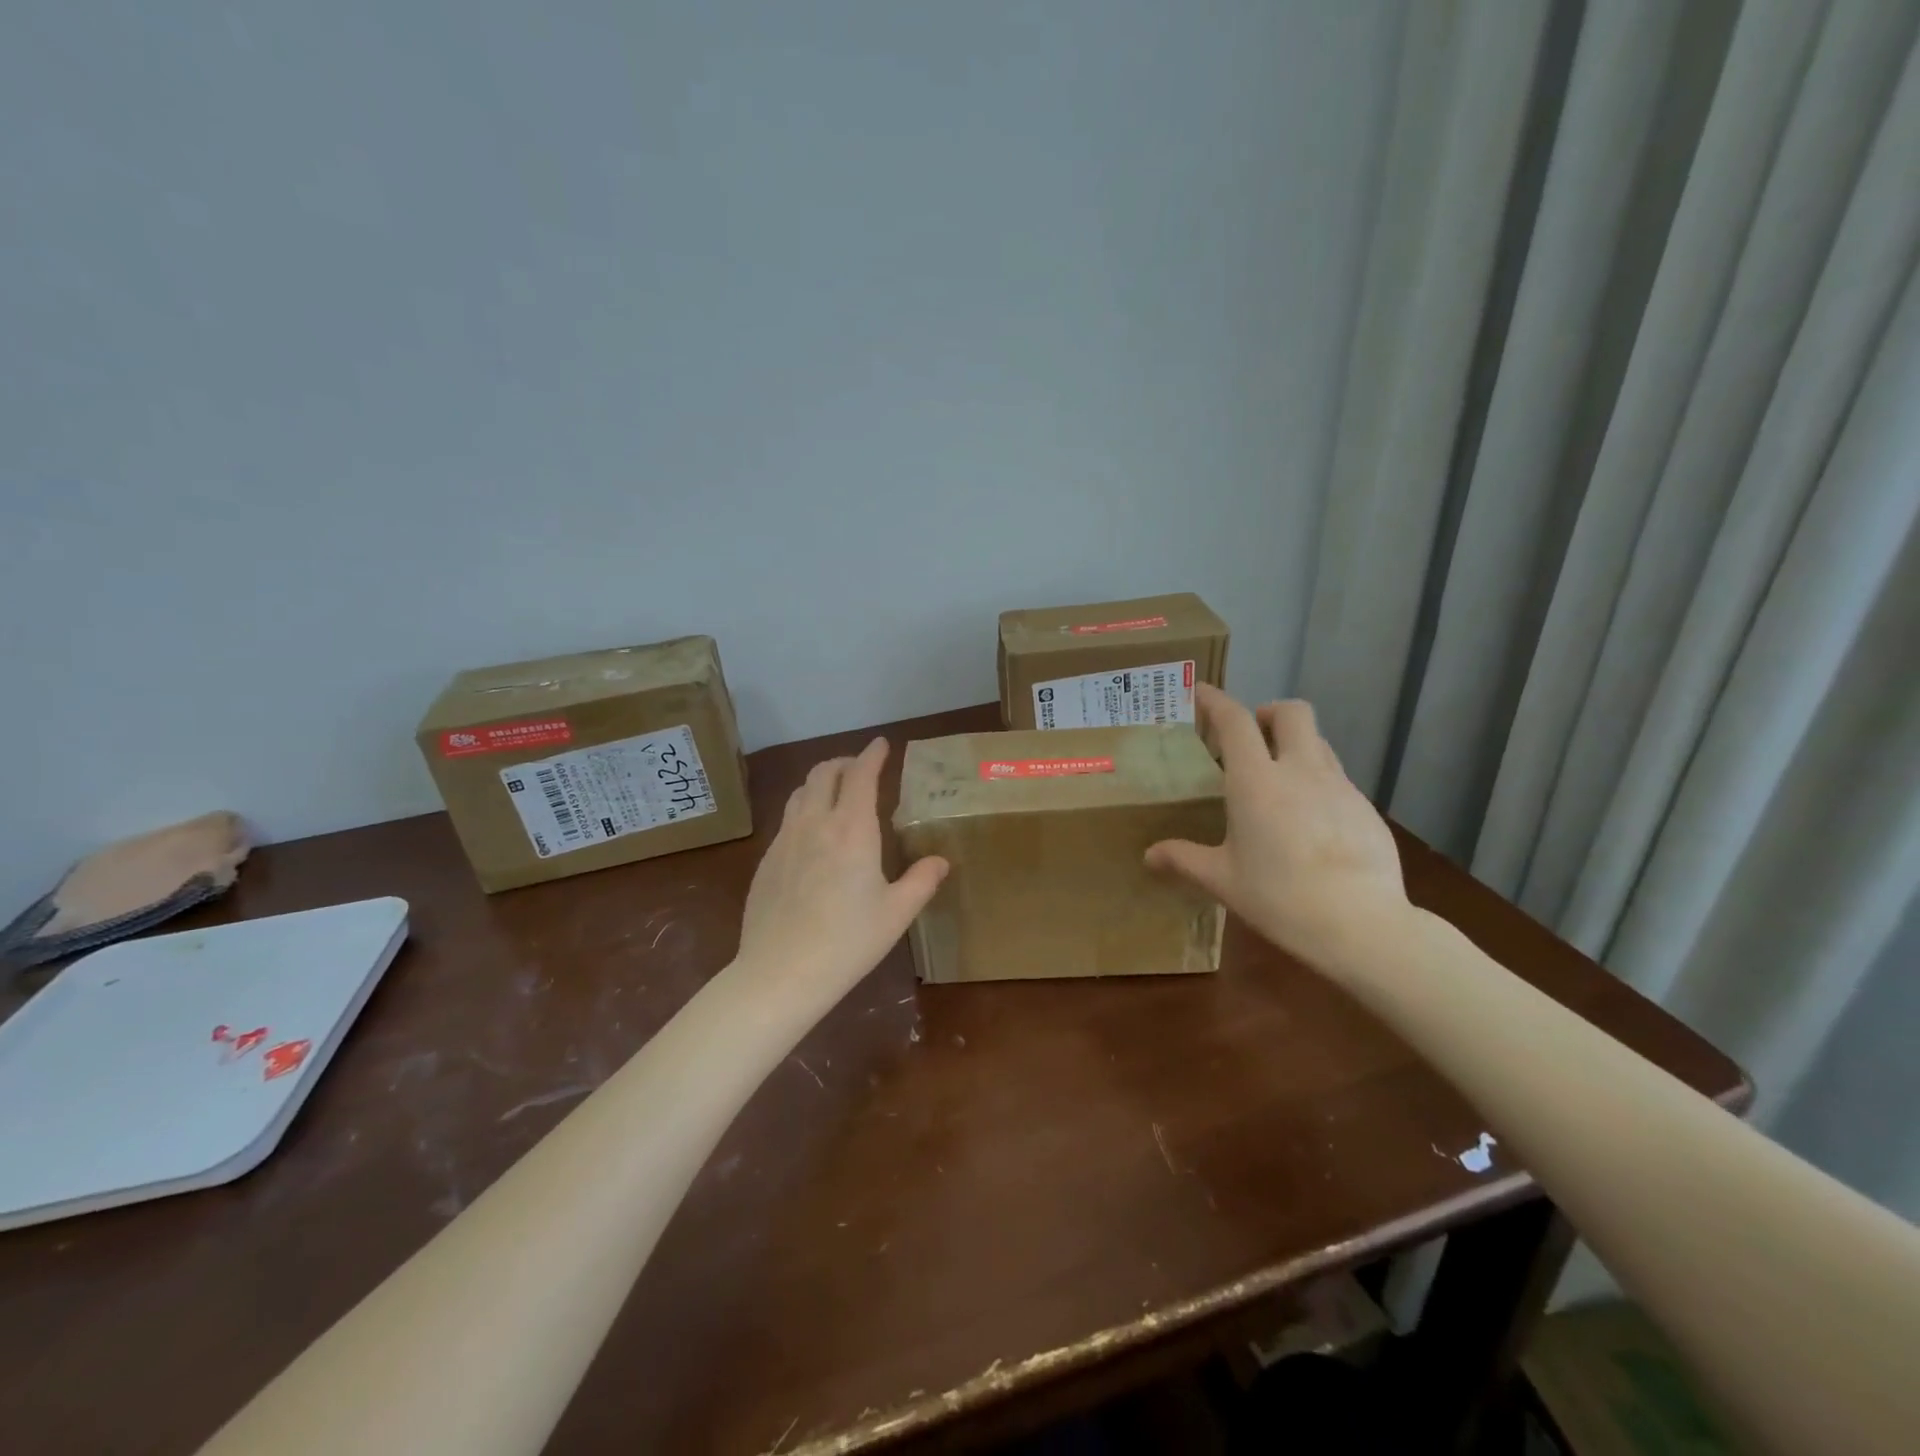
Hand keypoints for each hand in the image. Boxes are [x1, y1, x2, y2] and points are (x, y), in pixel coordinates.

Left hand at [736, 737, 948, 1002]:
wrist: (781, 972)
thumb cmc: (848, 942)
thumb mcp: (896, 913)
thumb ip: (922, 881)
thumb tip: (940, 861)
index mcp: (852, 829)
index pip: (861, 775)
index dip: (872, 755)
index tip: (882, 744)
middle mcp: (815, 823)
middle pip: (824, 773)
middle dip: (844, 762)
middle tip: (860, 768)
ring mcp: (785, 840)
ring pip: (800, 792)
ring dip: (820, 782)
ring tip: (834, 793)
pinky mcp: (766, 860)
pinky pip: (786, 820)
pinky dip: (804, 810)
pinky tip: (811, 835)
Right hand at [1146, 685, 1407, 969]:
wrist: (1361, 924)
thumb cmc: (1279, 897)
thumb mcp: (1223, 880)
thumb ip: (1184, 859)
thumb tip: (1149, 856)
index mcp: (1256, 781)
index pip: (1234, 720)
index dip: (1215, 700)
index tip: (1199, 693)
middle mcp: (1300, 770)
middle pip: (1292, 711)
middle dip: (1268, 712)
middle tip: (1251, 738)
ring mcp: (1339, 786)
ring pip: (1319, 742)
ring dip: (1295, 745)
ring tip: (1279, 779)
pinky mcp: (1366, 808)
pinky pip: (1338, 778)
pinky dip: (1318, 782)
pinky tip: (1311, 822)